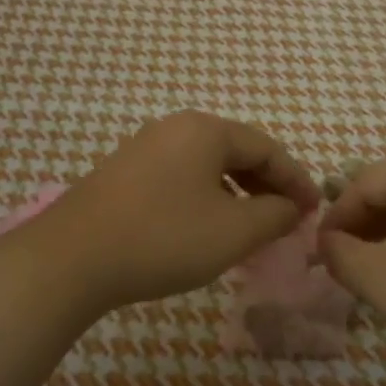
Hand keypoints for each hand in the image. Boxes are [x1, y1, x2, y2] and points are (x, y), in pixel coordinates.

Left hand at [14, 111, 318, 313]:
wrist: (71, 258)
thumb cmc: (163, 238)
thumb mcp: (232, 232)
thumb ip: (274, 215)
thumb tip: (292, 207)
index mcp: (206, 130)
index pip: (267, 147)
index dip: (296, 179)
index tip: (314, 211)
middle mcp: (175, 127)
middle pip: (237, 150)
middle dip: (267, 184)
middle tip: (287, 217)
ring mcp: (145, 147)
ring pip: (207, 163)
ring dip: (237, 191)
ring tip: (252, 224)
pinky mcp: (124, 171)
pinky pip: (181, 175)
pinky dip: (207, 195)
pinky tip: (207, 224)